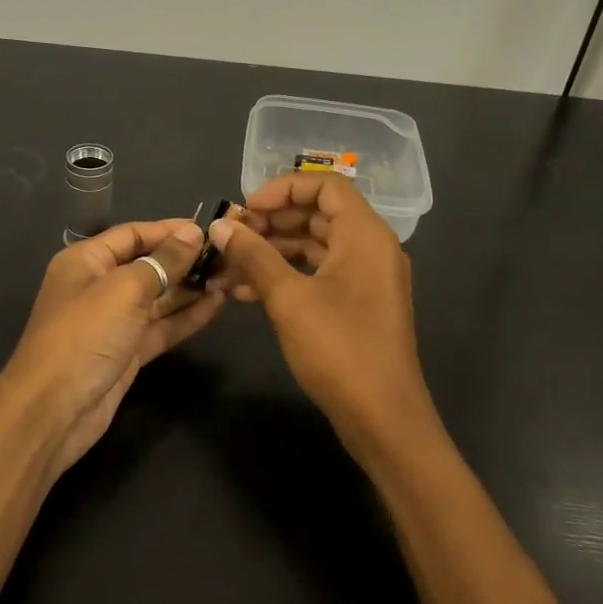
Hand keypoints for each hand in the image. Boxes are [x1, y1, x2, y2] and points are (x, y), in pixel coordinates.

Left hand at [0, 220, 224, 472]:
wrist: (53, 411)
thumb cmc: (84, 336)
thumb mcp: (124, 290)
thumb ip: (163, 261)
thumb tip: (193, 233)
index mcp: (86, 261)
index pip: (133, 234)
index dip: (170, 230)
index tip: (210, 228)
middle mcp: (99, 286)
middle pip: (148, 265)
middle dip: (185, 260)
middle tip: (229, 256)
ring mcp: (114, 322)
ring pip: (158, 298)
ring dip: (191, 288)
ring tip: (230, 278)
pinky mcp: (127, 352)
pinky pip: (161, 327)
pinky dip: (186, 317)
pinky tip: (217, 306)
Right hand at [209, 174, 435, 448]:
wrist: (382, 418)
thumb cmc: (338, 348)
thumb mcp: (288, 298)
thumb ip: (253, 256)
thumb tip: (220, 226)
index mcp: (365, 234)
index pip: (325, 186)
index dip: (282, 189)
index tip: (245, 209)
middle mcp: (370, 248)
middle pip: (318, 215)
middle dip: (271, 223)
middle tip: (231, 237)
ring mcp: (365, 278)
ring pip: (314, 248)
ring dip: (272, 253)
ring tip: (228, 267)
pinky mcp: (357, 305)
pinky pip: (318, 276)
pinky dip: (286, 277)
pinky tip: (245, 294)